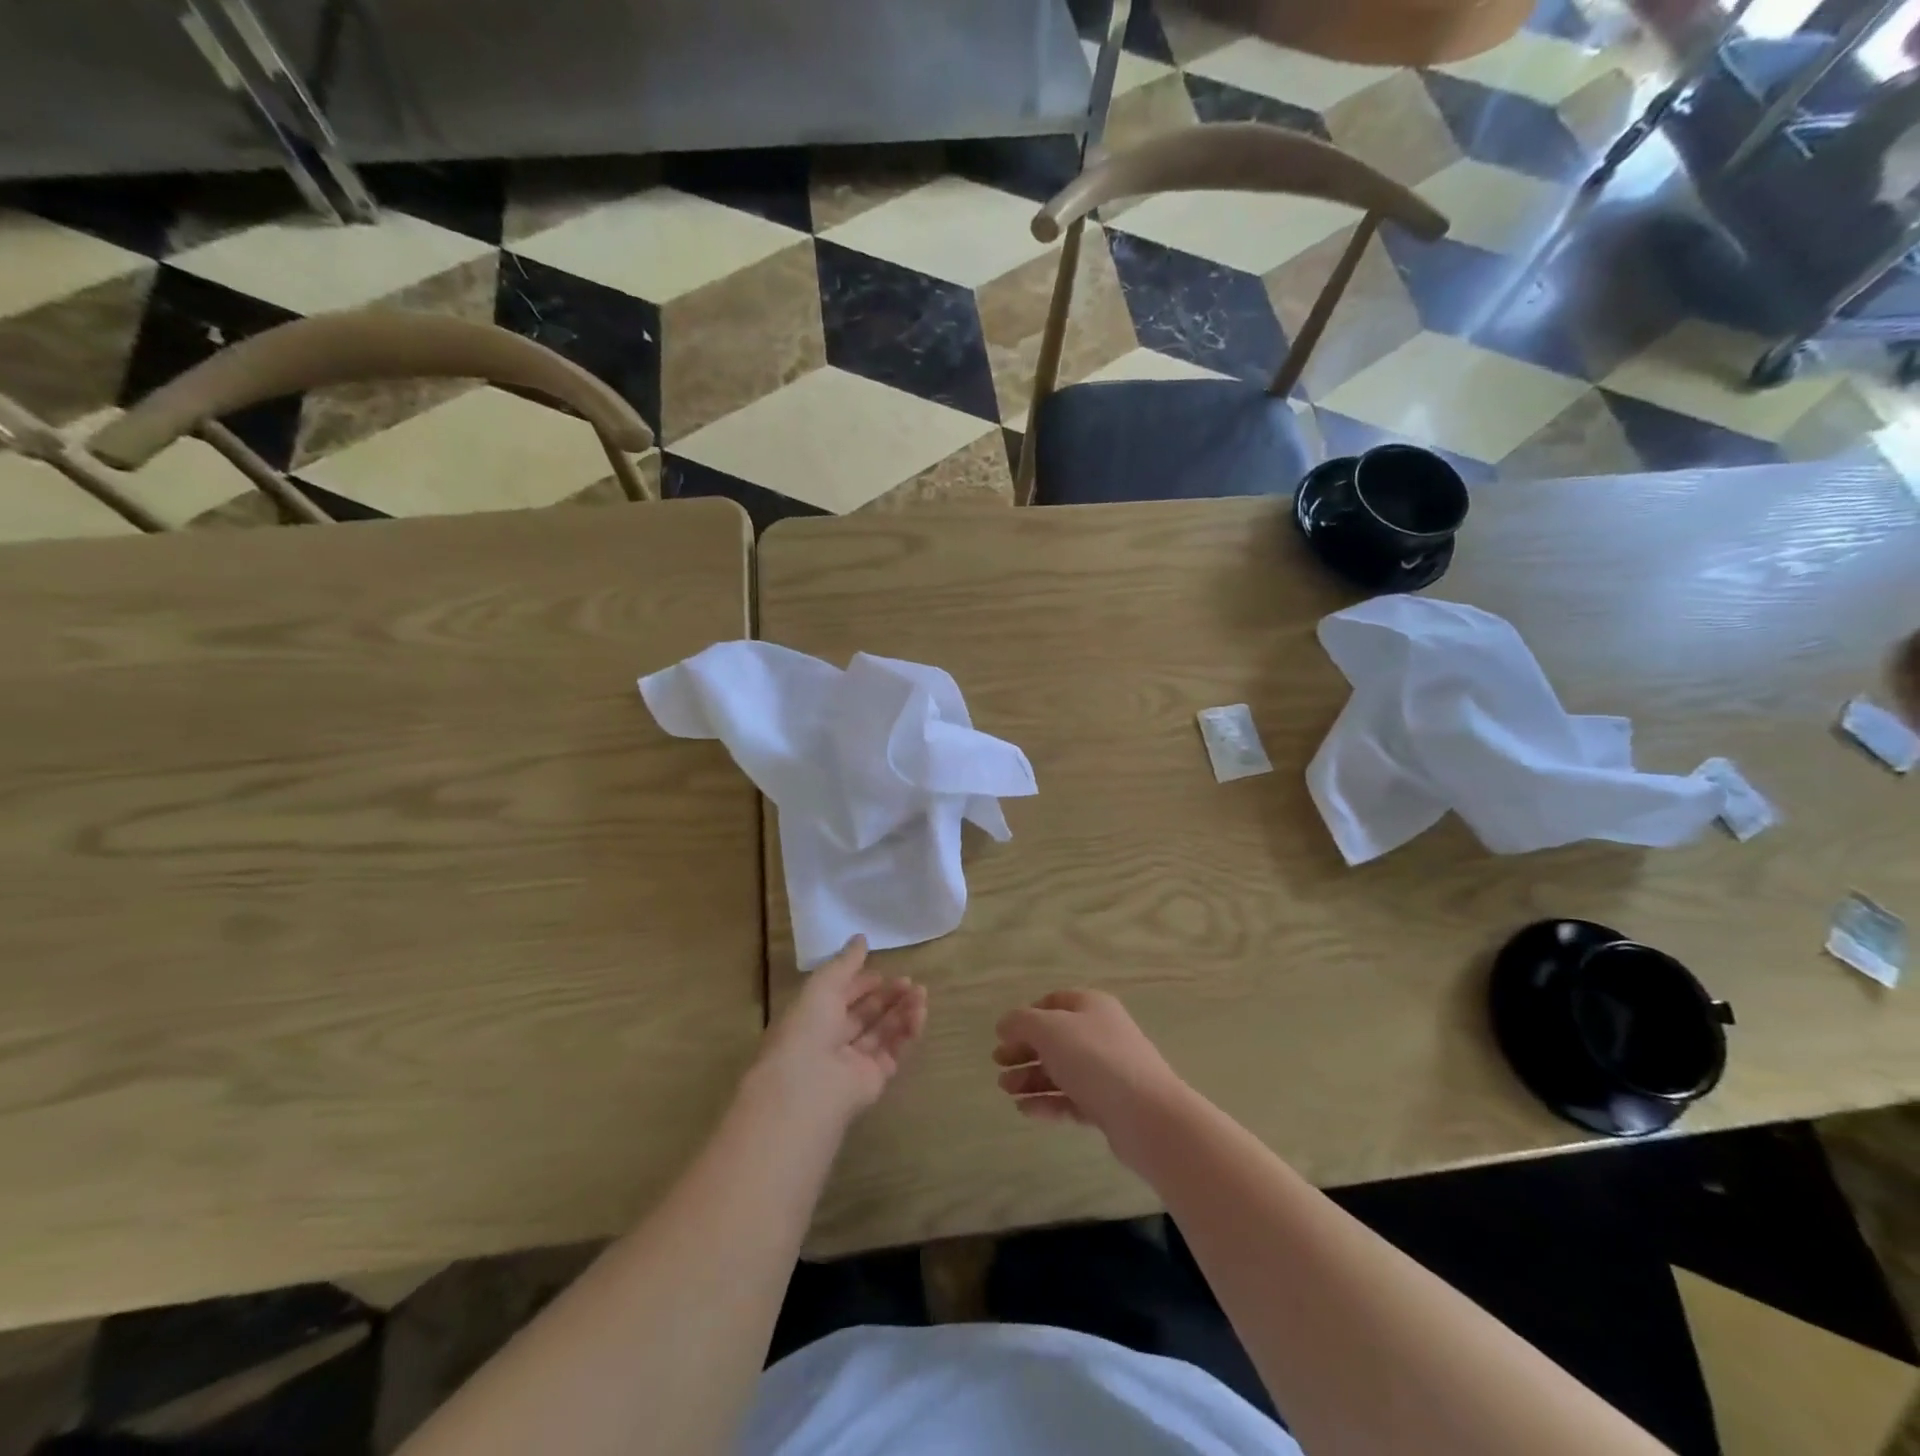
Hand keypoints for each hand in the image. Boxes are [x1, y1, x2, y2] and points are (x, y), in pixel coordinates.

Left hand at [748, 936, 926, 1127]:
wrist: (809, 1087)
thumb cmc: (807, 1028)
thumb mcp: (823, 985)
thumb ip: (845, 963)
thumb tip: (861, 938)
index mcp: (812, 1018)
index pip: (840, 997)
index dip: (860, 983)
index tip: (881, 972)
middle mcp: (831, 1040)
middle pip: (864, 1014)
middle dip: (886, 996)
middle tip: (909, 981)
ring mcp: (853, 1062)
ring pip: (882, 1032)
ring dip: (902, 1011)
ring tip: (921, 993)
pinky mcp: (874, 1079)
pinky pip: (894, 1051)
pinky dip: (908, 1032)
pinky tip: (920, 1012)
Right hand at [993, 990, 1185, 1165]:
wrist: (1147, 1115)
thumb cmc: (1094, 1059)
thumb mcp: (1049, 1030)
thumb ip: (1021, 1022)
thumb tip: (1005, 1024)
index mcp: (1091, 1006)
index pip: (1054, 1002)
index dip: (1027, 1016)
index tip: (1003, 1035)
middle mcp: (1101, 1033)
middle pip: (1055, 1038)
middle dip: (1024, 1051)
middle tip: (998, 1066)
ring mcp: (1107, 1071)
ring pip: (1061, 1070)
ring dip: (1031, 1079)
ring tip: (1007, 1091)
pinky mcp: (1109, 1105)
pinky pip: (1071, 1099)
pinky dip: (1048, 1103)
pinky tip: (1026, 1111)